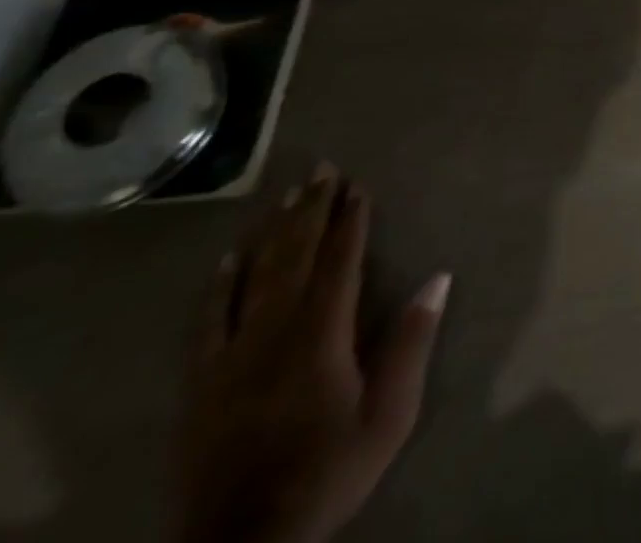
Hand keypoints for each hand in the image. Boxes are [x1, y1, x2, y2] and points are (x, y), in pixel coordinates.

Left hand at [177, 163, 449, 542]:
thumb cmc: (326, 472)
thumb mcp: (388, 415)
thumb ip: (411, 343)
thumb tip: (438, 277)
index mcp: (321, 335)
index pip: (340, 262)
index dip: (351, 221)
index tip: (359, 186)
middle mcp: (275, 331)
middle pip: (296, 257)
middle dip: (312, 209)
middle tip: (323, 168)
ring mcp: (232, 355)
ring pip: (255, 277)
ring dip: (274, 232)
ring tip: (287, 194)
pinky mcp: (201, 383)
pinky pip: (208, 322)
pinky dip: (219, 285)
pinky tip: (227, 258)